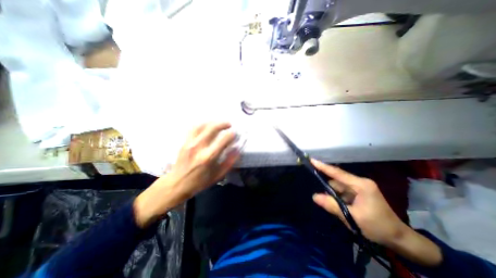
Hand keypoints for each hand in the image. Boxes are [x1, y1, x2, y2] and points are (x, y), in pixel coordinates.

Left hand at [132, 123, 239, 226]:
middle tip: (229, 124)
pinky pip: (193, 128)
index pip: (223, 139)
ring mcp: (190, 143)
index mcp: (209, 157)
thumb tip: (237, 149)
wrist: (177, 183)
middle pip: (212, 128)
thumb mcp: (218, 175)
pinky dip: (202, 124)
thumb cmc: (200, 181)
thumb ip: (229, 161)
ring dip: (213, 122)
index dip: (232, 134)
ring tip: (219, 123)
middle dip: (223, 124)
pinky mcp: (184, 142)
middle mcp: (199, 147)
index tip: (235, 134)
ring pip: (202, 125)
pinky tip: (207, 125)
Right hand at [311, 158, 408, 244]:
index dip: (323, 167)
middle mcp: (360, 183)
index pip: (338, 173)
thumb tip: (314, 196)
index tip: (311, 160)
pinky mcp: (358, 193)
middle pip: (337, 180)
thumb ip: (332, 205)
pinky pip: (342, 192)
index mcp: (361, 185)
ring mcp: (359, 187)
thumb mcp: (352, 217)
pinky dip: (337, 197)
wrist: (399, 239)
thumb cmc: (377, 227)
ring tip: (327, 203)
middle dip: (327, 187)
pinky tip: (335, 205)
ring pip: (339, 187)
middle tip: (316, 193)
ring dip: (332, 194)